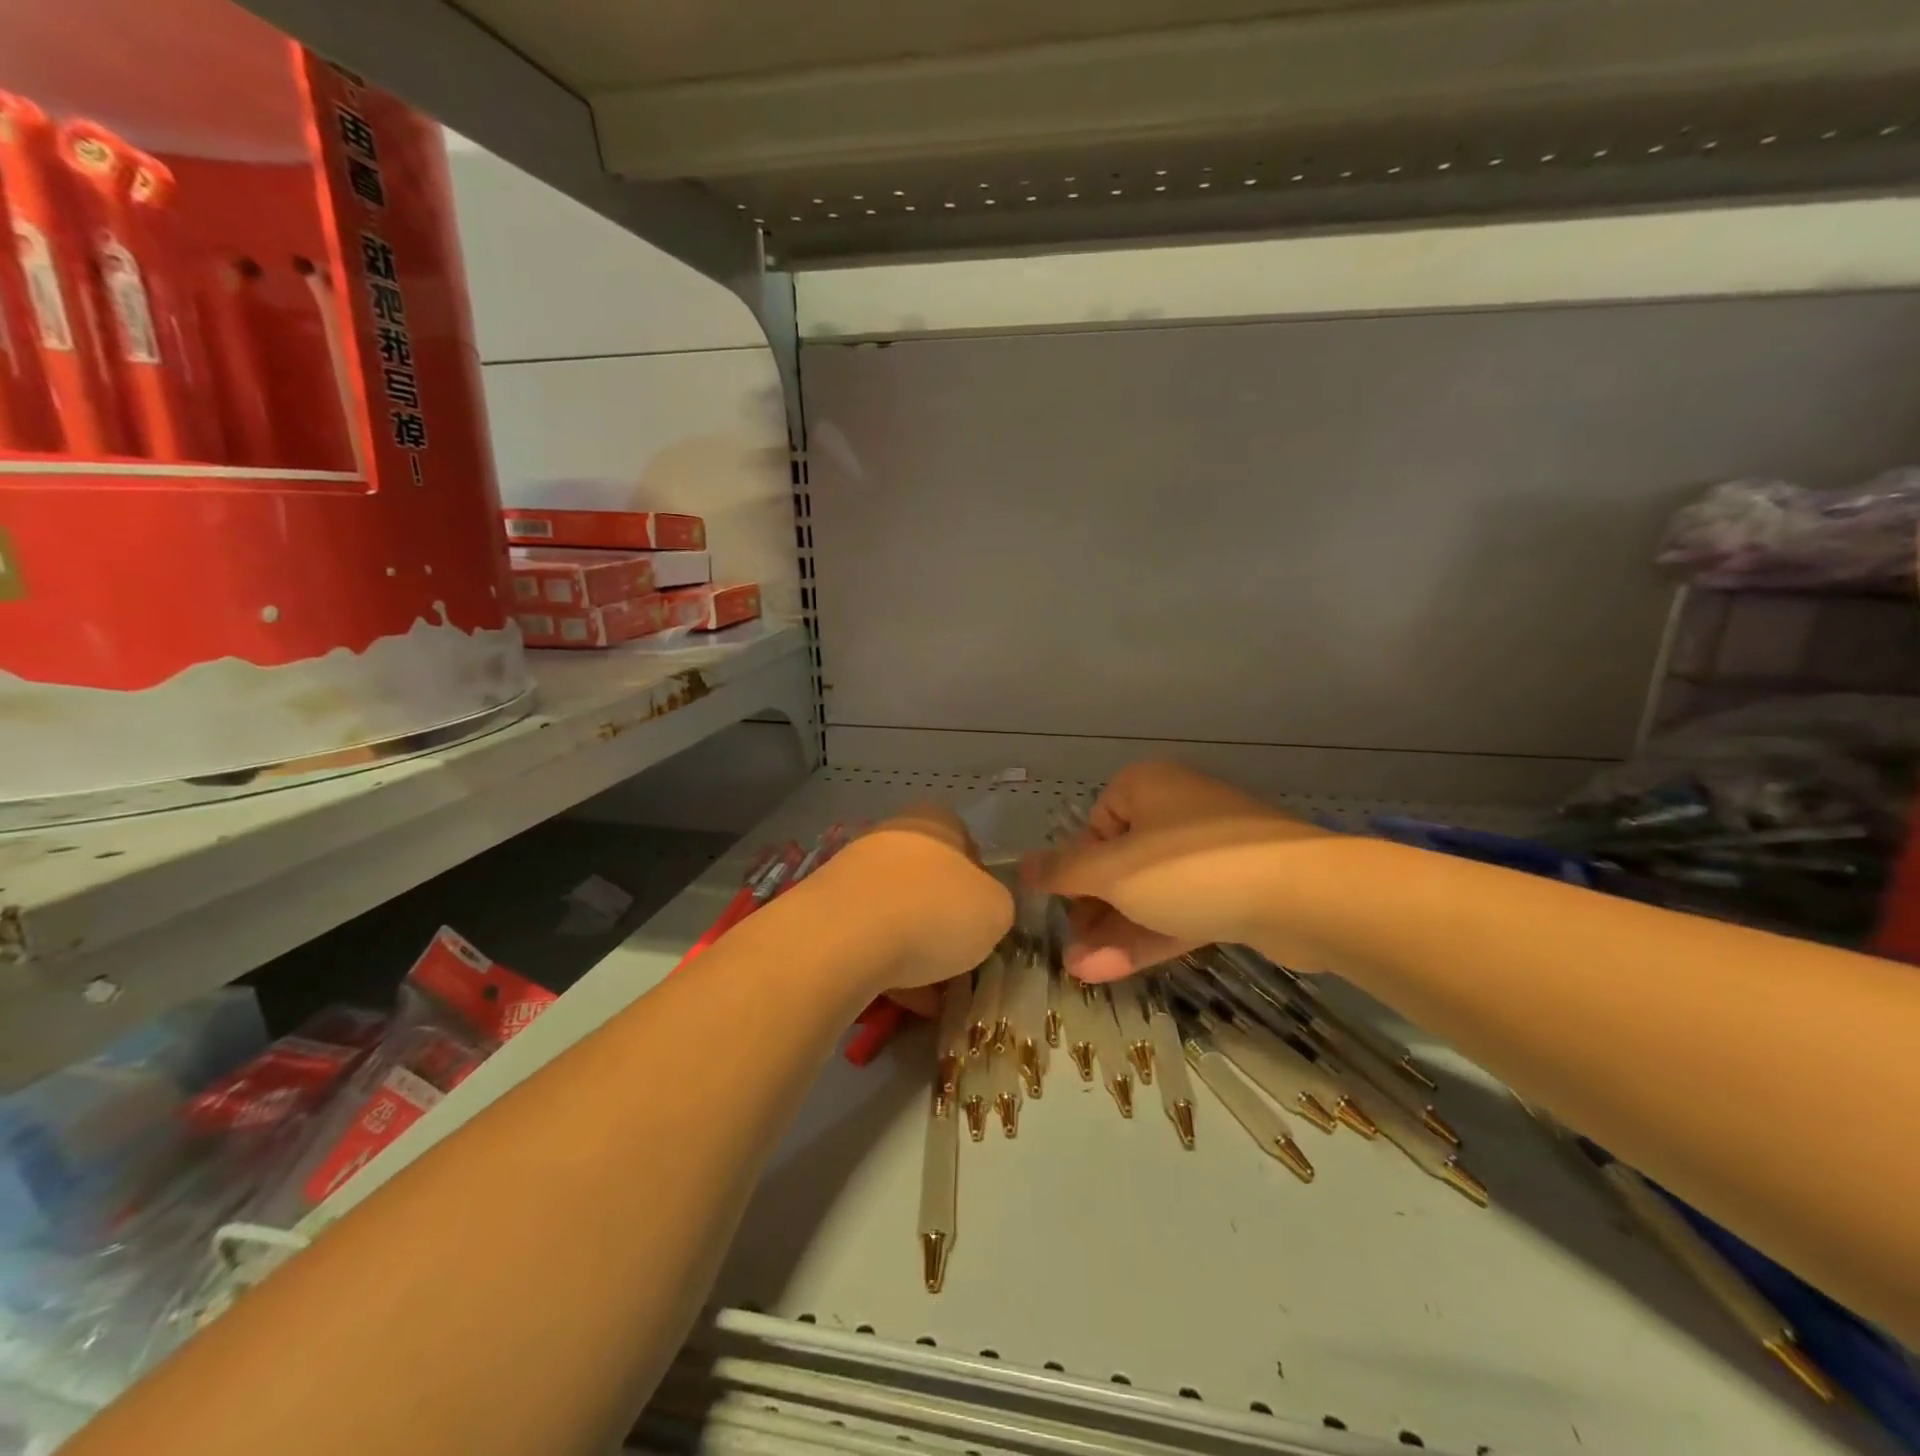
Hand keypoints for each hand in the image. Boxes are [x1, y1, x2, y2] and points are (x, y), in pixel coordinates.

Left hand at [811, 804, 1012, 1007]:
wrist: (842, 939)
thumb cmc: (934, 911)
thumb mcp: (996, 910)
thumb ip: (995, 906)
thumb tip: (980, 913)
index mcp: (933, 822)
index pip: (965, 843)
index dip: (979, 883)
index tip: (983, 920)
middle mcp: (890, 836)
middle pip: (927, 879)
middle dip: (943, 920)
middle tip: (959, 959)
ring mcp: (851, 871)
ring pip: (895, 911)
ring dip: (913, 947)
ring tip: (930, 994)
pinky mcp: (823, 910)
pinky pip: (865, 939)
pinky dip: (884, 966)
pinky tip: (900, 1001)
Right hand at [1024, 761, 1331, 981]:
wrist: (1302, 895)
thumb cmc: (1188, 868)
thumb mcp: (1111, 871)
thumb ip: (1063, 870)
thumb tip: (1021, 865)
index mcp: (1146, 787)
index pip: (1096, 825)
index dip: (1076, 868)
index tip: (1066, 905)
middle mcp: (1177, 811)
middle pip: (1121, 864)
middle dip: (1092, 911)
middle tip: (1070, 951)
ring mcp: (1211, 853)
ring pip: (1150, 893)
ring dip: (1115, 932)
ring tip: (1081, 972)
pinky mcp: (1236, 891)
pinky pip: (1182, 910)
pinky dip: (1150, 936)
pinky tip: (1112, 970)